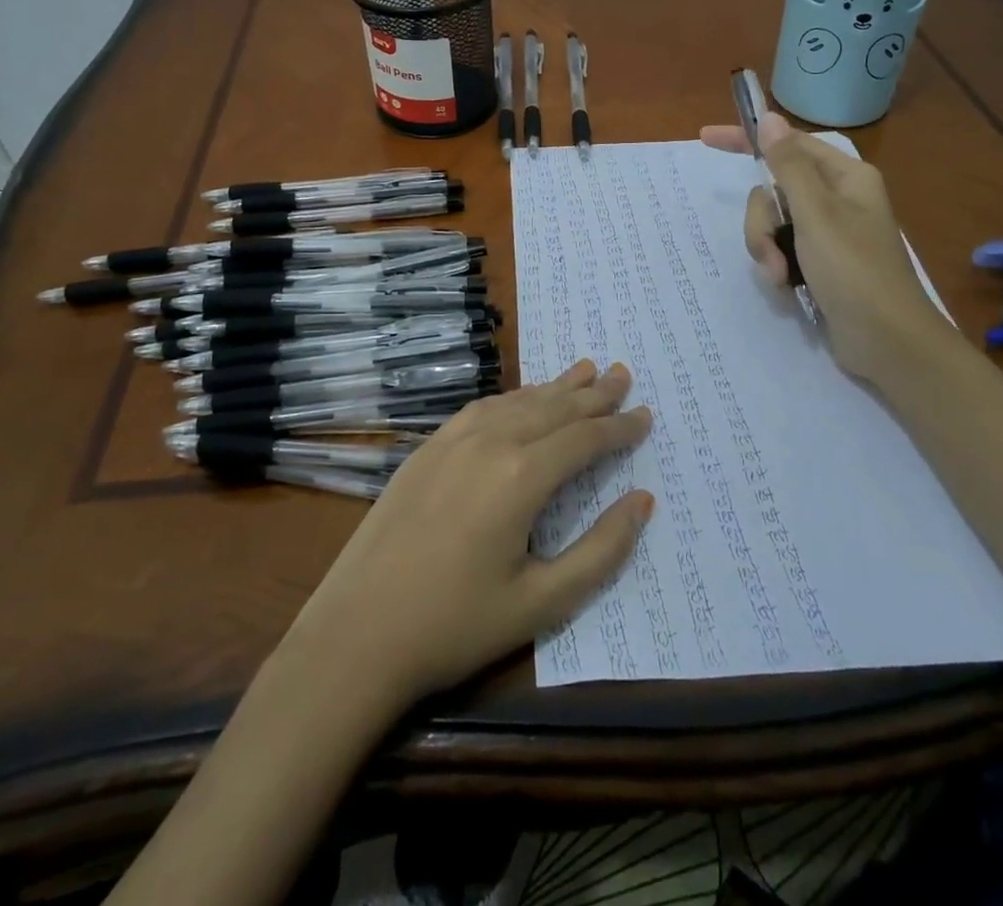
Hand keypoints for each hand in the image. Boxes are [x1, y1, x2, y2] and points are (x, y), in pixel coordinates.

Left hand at [280, 360, 653, 711]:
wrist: (357, 632)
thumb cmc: (455, 625)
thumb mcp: (542, 602)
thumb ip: (600, 550)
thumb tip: (642, 502)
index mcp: (521, 476)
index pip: (584, 439)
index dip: (619, 427)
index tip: (645, 415)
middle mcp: (489, 442)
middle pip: (553, 407)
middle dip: (593, 393)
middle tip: (623, 374)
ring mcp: (452, 440)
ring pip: (517, 401)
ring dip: (554, 387)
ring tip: (584, 371)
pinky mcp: (427, 448)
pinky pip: (482, 408)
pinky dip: (514, 398)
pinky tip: (522, 399)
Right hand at [701, 115, 953, 382]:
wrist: (887, 342)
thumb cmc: (855, 271)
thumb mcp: (816, 214)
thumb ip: (788, 166)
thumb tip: (770, 118)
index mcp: (845, 177)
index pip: (788, 145)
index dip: (747, 140)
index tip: (706, 138)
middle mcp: (836, 199)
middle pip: (773, 190)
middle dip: (763, 223)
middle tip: (772, 251)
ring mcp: (826, 233)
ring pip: (772, 223)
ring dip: (767, 249)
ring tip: (781, 277)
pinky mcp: (818, 262)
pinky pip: (780, 249)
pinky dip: (777, 266)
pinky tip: (787, 288)